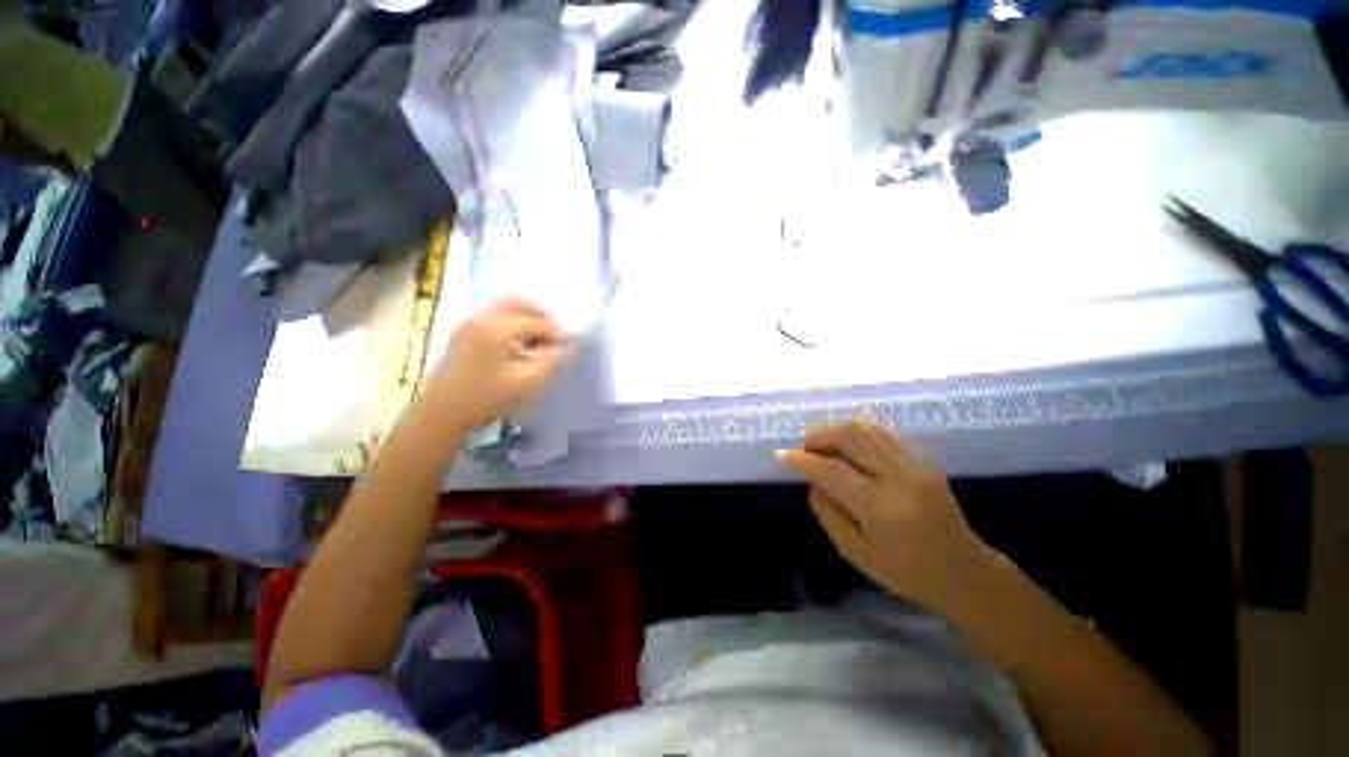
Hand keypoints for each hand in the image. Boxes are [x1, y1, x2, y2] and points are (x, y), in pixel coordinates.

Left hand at [425, 298, 568, 431]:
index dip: (555, 334)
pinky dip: (511, 322)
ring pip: (505, 307)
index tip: (561, 351)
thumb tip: (566, 345)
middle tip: (552, 337)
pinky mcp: (463, 331)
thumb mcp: (529, 382)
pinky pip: (493, 315)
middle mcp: (482, 318)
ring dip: (526, 318)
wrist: (443, 412)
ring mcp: (469, 322)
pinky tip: (517, 343)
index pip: (537, 321)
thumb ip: (552, 360)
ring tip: (536, 341)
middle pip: (518, 302)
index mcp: (498, 328)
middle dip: (541, 317)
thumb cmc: (489, 397)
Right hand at [777, 421, 991, 611]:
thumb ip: (828, 512)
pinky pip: (885, 433)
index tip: (781, 455)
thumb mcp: (856, 552)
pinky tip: (849, 444)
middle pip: (851, 435)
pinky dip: (859, 432)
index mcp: (881, 508)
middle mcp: (900, 478)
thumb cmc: (906, 572)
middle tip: (806, 447)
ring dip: (838, 429)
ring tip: (824, 445)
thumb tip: (812, 480)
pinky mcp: (925, 460)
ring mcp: (917, 465)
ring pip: (868, 428)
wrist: (965, 573)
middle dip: (820, 435)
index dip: (801, 459)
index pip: (831, 470)